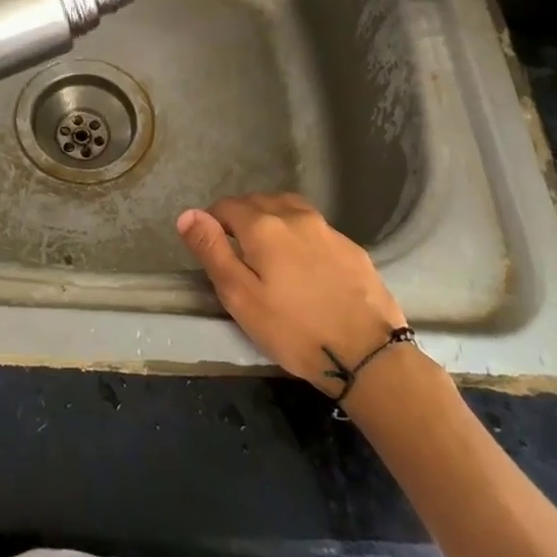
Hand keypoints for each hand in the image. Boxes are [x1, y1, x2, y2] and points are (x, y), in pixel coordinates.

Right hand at [176, 193, 408, 392]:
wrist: (368, 354)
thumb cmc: (294, 330)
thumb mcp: (240, 296)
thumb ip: (211, 251)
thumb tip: (188, 214)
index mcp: (263, 225)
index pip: (226, 206)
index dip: (212, 222)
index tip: (212, 248)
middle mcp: (295, 215)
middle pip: (258, 201)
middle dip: (241, 218)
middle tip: (237, 253)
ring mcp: (327, 229)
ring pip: (289, 208)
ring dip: (272, 219)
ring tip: (268, 252)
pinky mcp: (352, 247)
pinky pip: (315, 228)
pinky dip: (300, 235)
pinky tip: (304, 265)